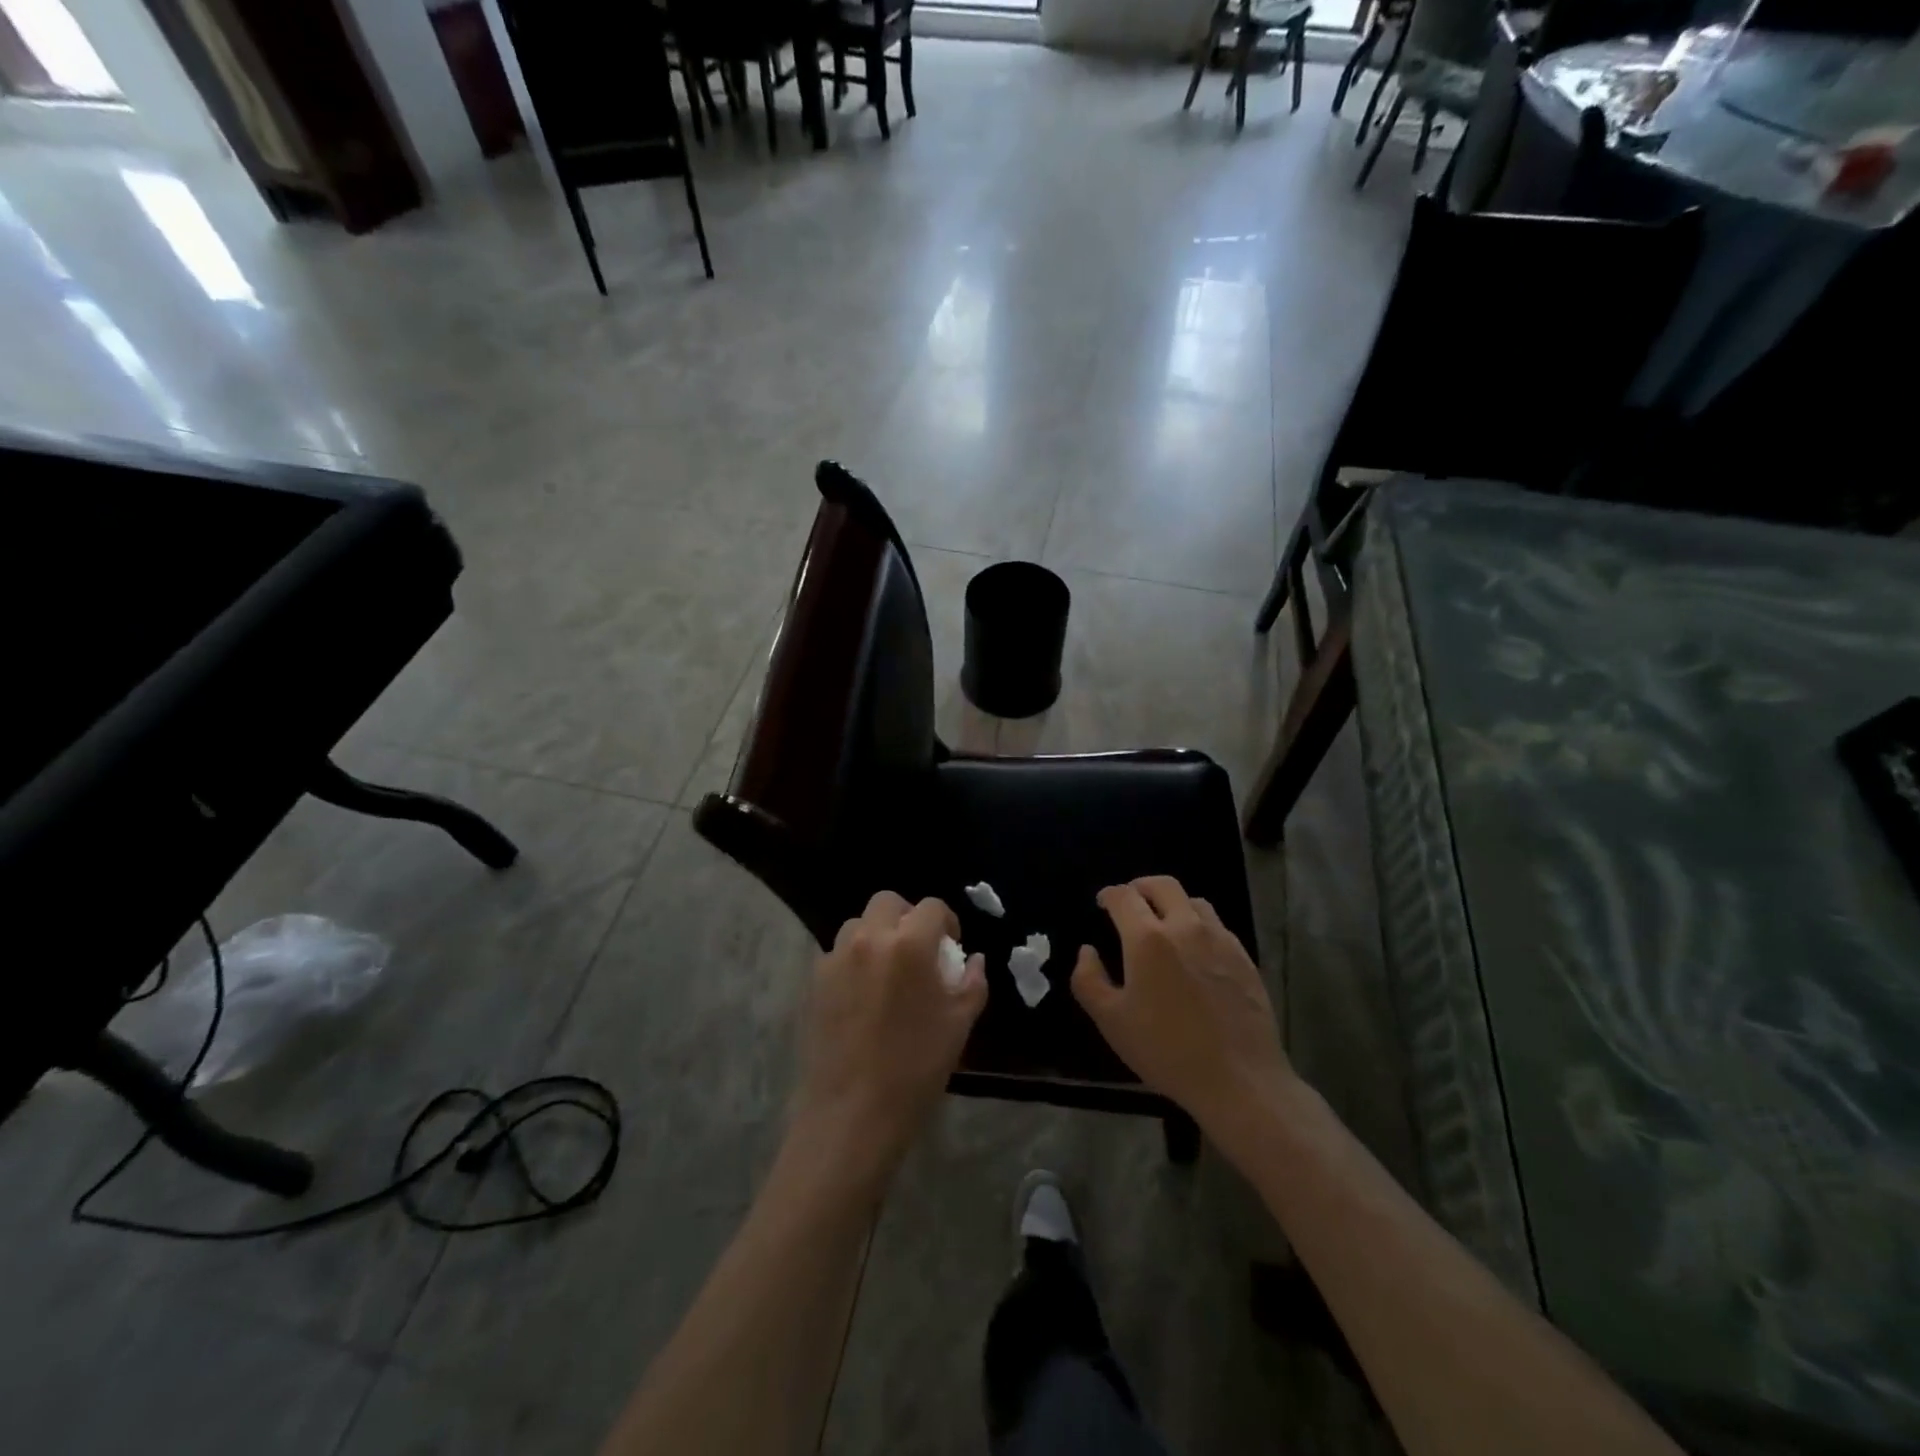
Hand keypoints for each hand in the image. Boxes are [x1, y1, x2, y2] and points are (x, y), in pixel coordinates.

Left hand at [792, 892, 986, 1186]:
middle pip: (888, 902)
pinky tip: (863, 994)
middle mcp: (870, 939)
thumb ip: (972, 983)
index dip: (947, 923)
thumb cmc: (915, 1068)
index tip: (951, 947)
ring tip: (887, 970)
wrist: (853, 1112)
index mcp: (910, 944)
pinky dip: (854, 959)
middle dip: (907, 917)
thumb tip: (974, 960)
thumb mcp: (959, 1025)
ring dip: (877, 935)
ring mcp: (836, 957)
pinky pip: (838, 952)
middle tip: (918, 950)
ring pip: (858, 924)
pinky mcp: (815, 980)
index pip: (932, 907)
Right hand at [1071, 876, 1292, 1141]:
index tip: (1103, 904)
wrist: (1238, 1080)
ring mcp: (1219, 940)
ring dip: (1172, 903)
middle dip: (1140, 887)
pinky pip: (1217, 926)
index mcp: (1147, 938)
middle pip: (1162, 885)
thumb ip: (1088, 980)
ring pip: (1193, 901)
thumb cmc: (1166, 1050)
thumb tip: (1087, 951)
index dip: (1109, 895)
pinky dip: (1198, 925)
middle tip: (1130, 902)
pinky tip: (1195, 951)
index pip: (1124, 897)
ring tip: (1163, 923)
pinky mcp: (1244, 957)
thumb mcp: (1111, 1021)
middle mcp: (1185, 927)